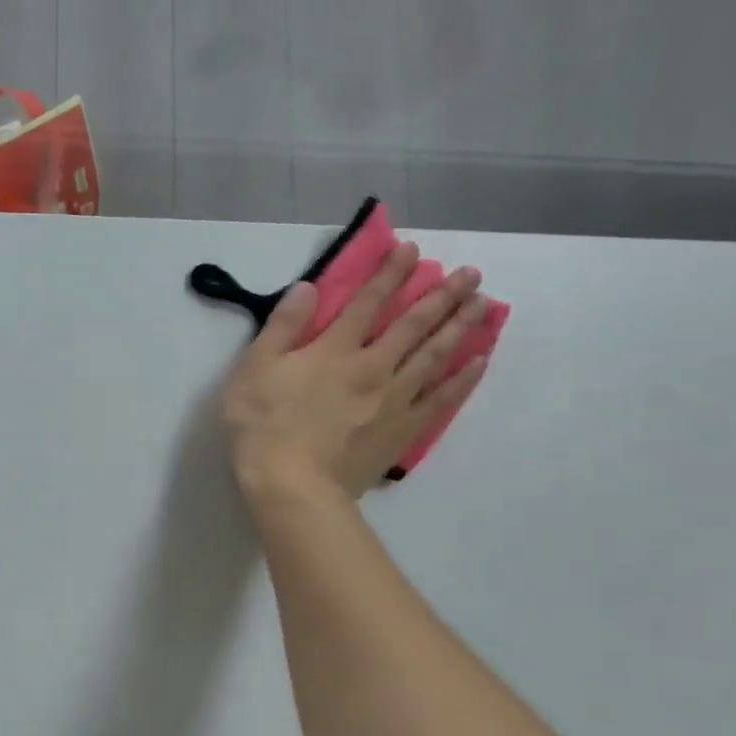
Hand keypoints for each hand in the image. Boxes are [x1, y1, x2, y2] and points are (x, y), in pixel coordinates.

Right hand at [222, 241, 488, 499]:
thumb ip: (283, 326)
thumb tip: (308, 286)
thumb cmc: (263, 427)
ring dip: (459, 327)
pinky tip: (478, 362)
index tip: (411, 249)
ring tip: (482, 304)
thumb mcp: (254, 370)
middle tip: (470, 274)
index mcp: (334, 350)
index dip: (389, 274)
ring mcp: (393, 400)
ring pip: (434, 356)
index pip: (366, 302)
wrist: (291, 486)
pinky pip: (440, 399)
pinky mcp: (402, 432)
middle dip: (440, 295)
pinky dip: (462, 379)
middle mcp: (372, 366)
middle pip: (413, 325)